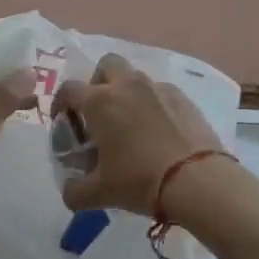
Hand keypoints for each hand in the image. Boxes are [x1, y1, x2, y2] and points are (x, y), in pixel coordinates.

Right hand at [54, 54, 223, 214]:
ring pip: (136, 77)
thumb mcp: (100, 193)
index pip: (69, 89)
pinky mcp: (184, 98)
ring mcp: (158, 88)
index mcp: (100, 102)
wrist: (197, 181)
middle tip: (100, 112)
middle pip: (106, 65)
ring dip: (127, 92)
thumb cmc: (140, 181)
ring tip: (131, 124)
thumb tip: (69, 191)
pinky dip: (153, 104)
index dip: (61, 103)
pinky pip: (160, 92)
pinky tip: (158, 130)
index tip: (64, 121)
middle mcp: (127, 86)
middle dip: (98, 82)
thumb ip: (75, 191)